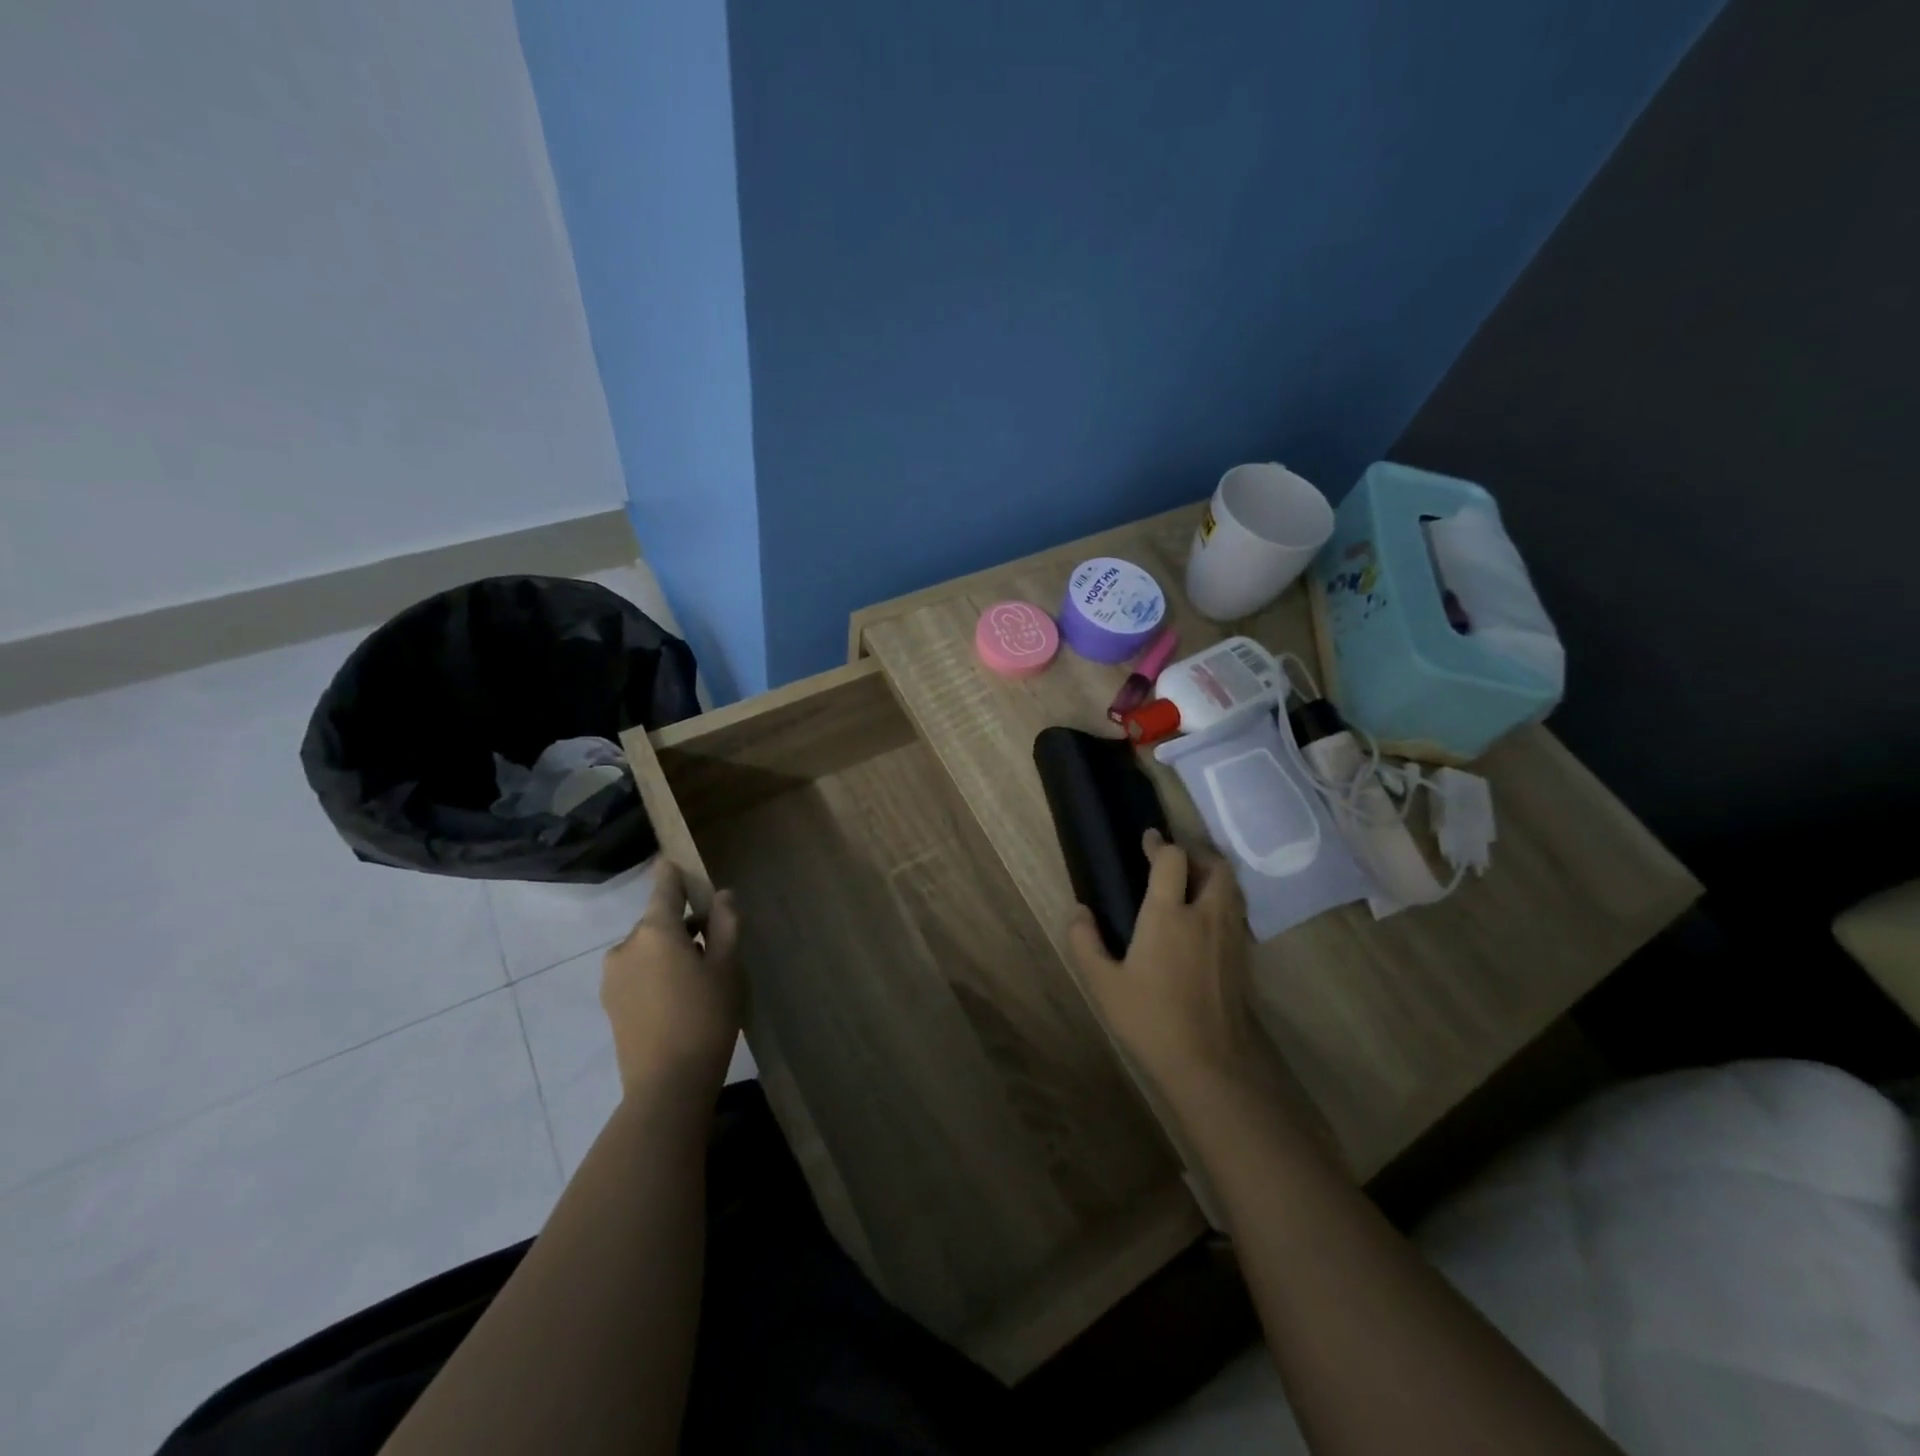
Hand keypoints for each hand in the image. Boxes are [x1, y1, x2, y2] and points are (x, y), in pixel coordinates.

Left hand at [601, 861, 744, 1098]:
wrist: (667, 1085)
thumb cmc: (706, 1017)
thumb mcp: (728, 967)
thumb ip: (726, 924)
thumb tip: (723, 895)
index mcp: (655, 930)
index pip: (664, 886)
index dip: (674, 872)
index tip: (679, 861)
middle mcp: (626, 946)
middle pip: (658, 921)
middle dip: (684, 924)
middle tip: (716, 945)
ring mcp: (613, 976)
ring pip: (647, 948)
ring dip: (670, 951)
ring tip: (700, 978)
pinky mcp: (610, 1002)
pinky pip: (637, 971)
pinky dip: (657, 972)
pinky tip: (679, 998)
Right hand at [1068, 830, 1265, 1098]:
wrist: (1210, 1064)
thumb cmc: (1151, 1019)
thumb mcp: (1104, 984)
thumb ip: (1085, 943)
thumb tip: (1079, 912)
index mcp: (1169, 915)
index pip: (1173, 860)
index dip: (1160, 845)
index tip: (1148, 841)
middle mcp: (1206, 915)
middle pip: (1215, 866)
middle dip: (1196, 854)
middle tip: (1175, 861)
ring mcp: (1231, 936)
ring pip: (1232, 888)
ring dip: (1213, 876)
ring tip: (1192, 885)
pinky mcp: (1243, 957)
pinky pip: (1237, 913)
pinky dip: (1223, 902)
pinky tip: (1204, 922)